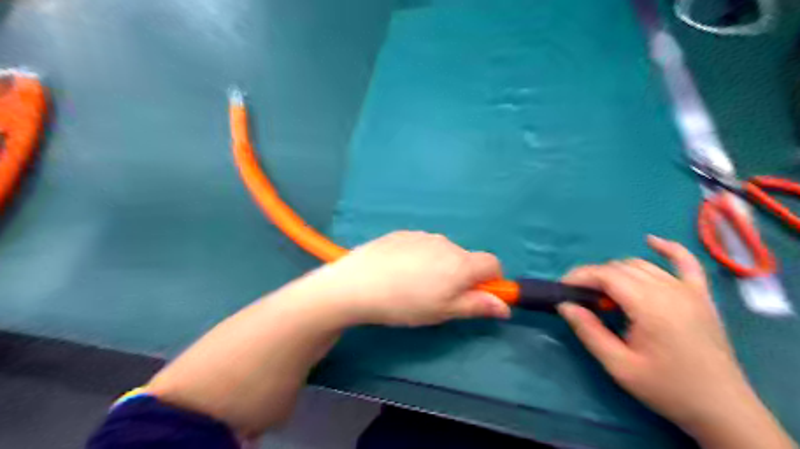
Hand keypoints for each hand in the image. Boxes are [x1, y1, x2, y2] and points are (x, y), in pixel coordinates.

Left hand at [300, 231, 511, 325]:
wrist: (357, 283)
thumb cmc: (405, 303)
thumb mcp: (443, 312)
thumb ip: (476, 306)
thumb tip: (504, 306)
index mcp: (460, 263)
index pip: (493, 263)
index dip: (491, 280)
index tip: (475, 295)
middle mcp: (446, 243)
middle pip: (466, 258)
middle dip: (461, 276)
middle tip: (438, 296)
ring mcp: (422, 235)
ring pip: (443, 251)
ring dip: (439, 266)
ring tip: (413, 285)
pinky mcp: (402, 233)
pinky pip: (421, 245)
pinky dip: (419, 257)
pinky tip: (398, 271)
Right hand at [558, 236, 758, 436]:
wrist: (722, 408)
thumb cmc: (666, 388)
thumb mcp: (619, 365)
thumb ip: (589, 331)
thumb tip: (564, 305)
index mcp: (649, 305)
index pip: (605, 275)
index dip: (579, 277)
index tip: (562, 289)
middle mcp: (669, 289)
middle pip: (620, 268)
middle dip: (594, 277)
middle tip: (580, 299)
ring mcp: (688, 290)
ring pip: (642, 266)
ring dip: (617, 272)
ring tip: (605, 294)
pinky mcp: (701, 296)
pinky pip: (686, 262)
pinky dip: (668, 249)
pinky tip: (652, 241)